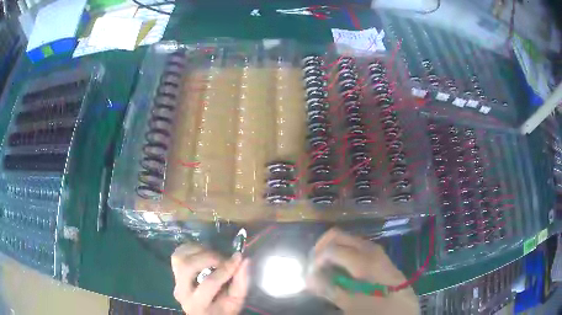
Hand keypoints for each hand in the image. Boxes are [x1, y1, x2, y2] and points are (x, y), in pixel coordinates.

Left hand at [171, 243, 249, 314]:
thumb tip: (244, 259)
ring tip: (214, 255)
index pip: (209, 283)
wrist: (204, 312)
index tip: (238, 259)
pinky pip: (178, 254)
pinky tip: (203, 253)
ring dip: (198, 251)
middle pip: (187, 267)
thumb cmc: (223, 310)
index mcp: (198, 304)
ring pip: (179, 257)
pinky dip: (191, 249)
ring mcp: (175, 281)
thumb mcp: (236, 301)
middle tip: (223, 258)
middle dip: (208, 258)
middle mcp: (181, 292)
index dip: (225, 269)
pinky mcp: (174, 272)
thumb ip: (241, 282)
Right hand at [306, 228, 418, 314]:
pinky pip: (355, 247)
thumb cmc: (379, 309)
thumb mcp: (352, 304)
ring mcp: (375, 251)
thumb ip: (330, 289)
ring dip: (332, 250)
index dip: (316, 259)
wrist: (404, 309)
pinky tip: (340, 269)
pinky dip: (342, 253)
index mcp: (365, 261)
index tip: (310, 273)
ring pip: (347, 239)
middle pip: (338, 235)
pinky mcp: (378, 256)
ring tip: (324, 268)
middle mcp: (370, 249)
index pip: (332, 248)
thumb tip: (309, 277)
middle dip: (321, 247)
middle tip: (314, 266)